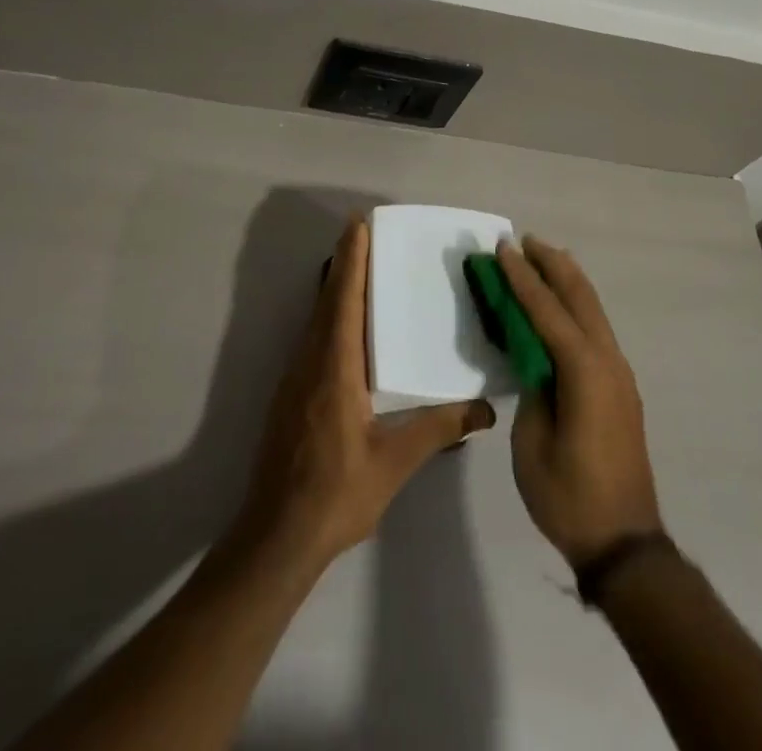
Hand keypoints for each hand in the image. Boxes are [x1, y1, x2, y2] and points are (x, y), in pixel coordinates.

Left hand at [234, 217, 495, 569]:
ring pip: (317, 318)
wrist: (276, 536)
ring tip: (360, 267)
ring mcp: (296, 378)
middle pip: (327, 300)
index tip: (359, 225)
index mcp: (335, 368)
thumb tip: (486, 410)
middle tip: (364, 232)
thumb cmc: (336, 494)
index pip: (344, 300)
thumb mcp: (394, 463)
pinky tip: (347, 325)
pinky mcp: (291, 394)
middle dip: (345, 263)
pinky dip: (330, 314)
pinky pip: (313, 338)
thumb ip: (438, 430)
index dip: (351, 260)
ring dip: (336, 287)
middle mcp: (311, 362)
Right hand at [498, 237, 662, 567]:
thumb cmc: (569, 495)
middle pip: (580, 297)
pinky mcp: (620, 388)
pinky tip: (563, 306)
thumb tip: (532, 358)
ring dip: (568, 281)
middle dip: (552, 265)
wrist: (625, 542)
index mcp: (584, 371)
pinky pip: (596, 330)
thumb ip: (532, 388)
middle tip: (525, 240)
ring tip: (543, 258)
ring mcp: (619, 374)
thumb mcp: (532, 441)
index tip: (503, 248)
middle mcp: (608, 361)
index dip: (522, 278)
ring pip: (593, 310)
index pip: (547, 311)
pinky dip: (577, 306)